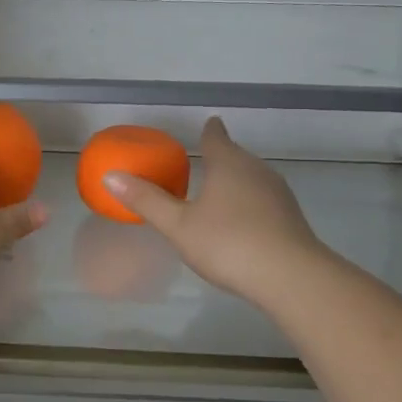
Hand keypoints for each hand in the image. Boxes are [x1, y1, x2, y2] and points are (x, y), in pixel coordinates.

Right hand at [103, 118, 331, 308]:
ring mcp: (278, 194)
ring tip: (219, 191)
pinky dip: (249, 202)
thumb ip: (146, 201)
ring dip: (236, 181)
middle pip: (236, 156)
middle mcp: (256, 170)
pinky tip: (241, 221)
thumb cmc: (228, 243)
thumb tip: (110, 176)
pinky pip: (263, 199)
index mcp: (229, 164)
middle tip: (203, 161)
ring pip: (252, 178)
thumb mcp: (178, 225)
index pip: (216, 137)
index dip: (209, 131)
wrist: (291, 277)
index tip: (208, 124)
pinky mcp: (291, 218)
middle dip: (221, 157)